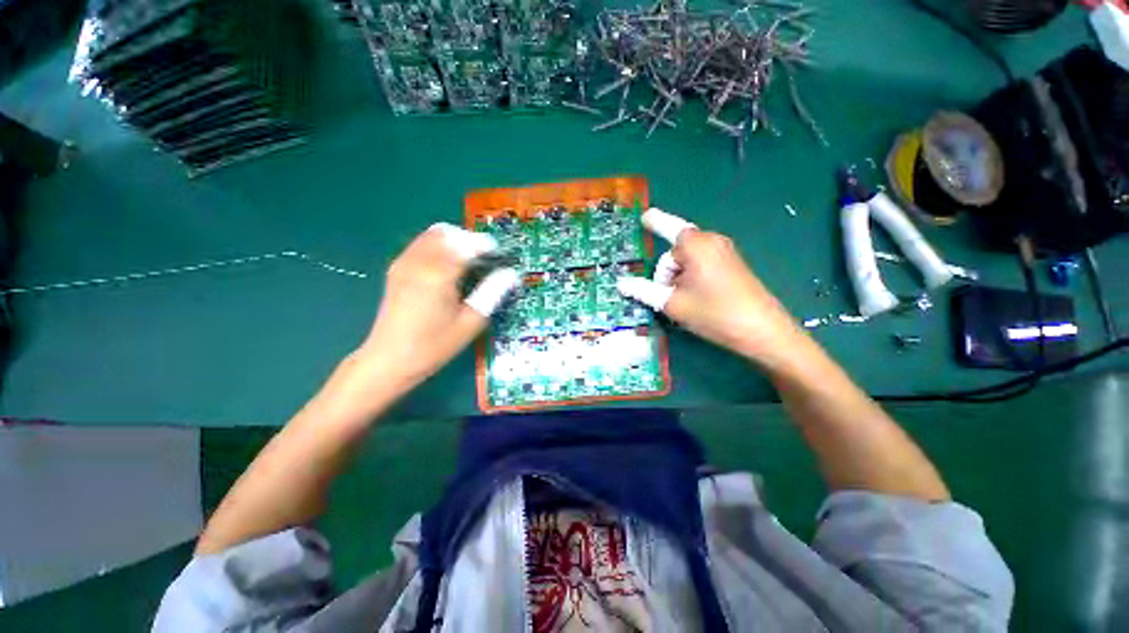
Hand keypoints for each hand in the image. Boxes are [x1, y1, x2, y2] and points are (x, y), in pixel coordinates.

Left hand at [359, 223, 518, 389]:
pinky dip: (440, 246)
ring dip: (455, 241)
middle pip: (448, 233)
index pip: (466, 245)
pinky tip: (449, 267)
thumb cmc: (434, 345)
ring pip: (432, 235)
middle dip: (470, 239)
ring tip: (470, 261)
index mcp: (437, 275)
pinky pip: (421, 244)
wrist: (389, 360)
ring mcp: (403, 263)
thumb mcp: (470, 322)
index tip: (501, 254)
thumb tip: (511, 274)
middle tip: (486, 258)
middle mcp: (418, 261)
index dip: (486, 245)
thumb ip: (492, 293)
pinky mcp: (397, 269)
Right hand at [617, 209, 806, 368]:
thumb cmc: (714, 313)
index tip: (644, 217)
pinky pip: (702, 264)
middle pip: (676, 251)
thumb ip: (644, 291)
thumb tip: (621, 284)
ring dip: (678, 277)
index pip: (668, 227)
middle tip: (668, 297)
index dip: (655, 222)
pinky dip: (691, 277)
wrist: (762, 331)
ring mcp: (725, 253)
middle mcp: (711, 242)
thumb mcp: (673, 304)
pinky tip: (696, 298)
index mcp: (696, 245)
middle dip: (667, 272)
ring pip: (688, 260)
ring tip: (683, 302)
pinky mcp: (732, 265)